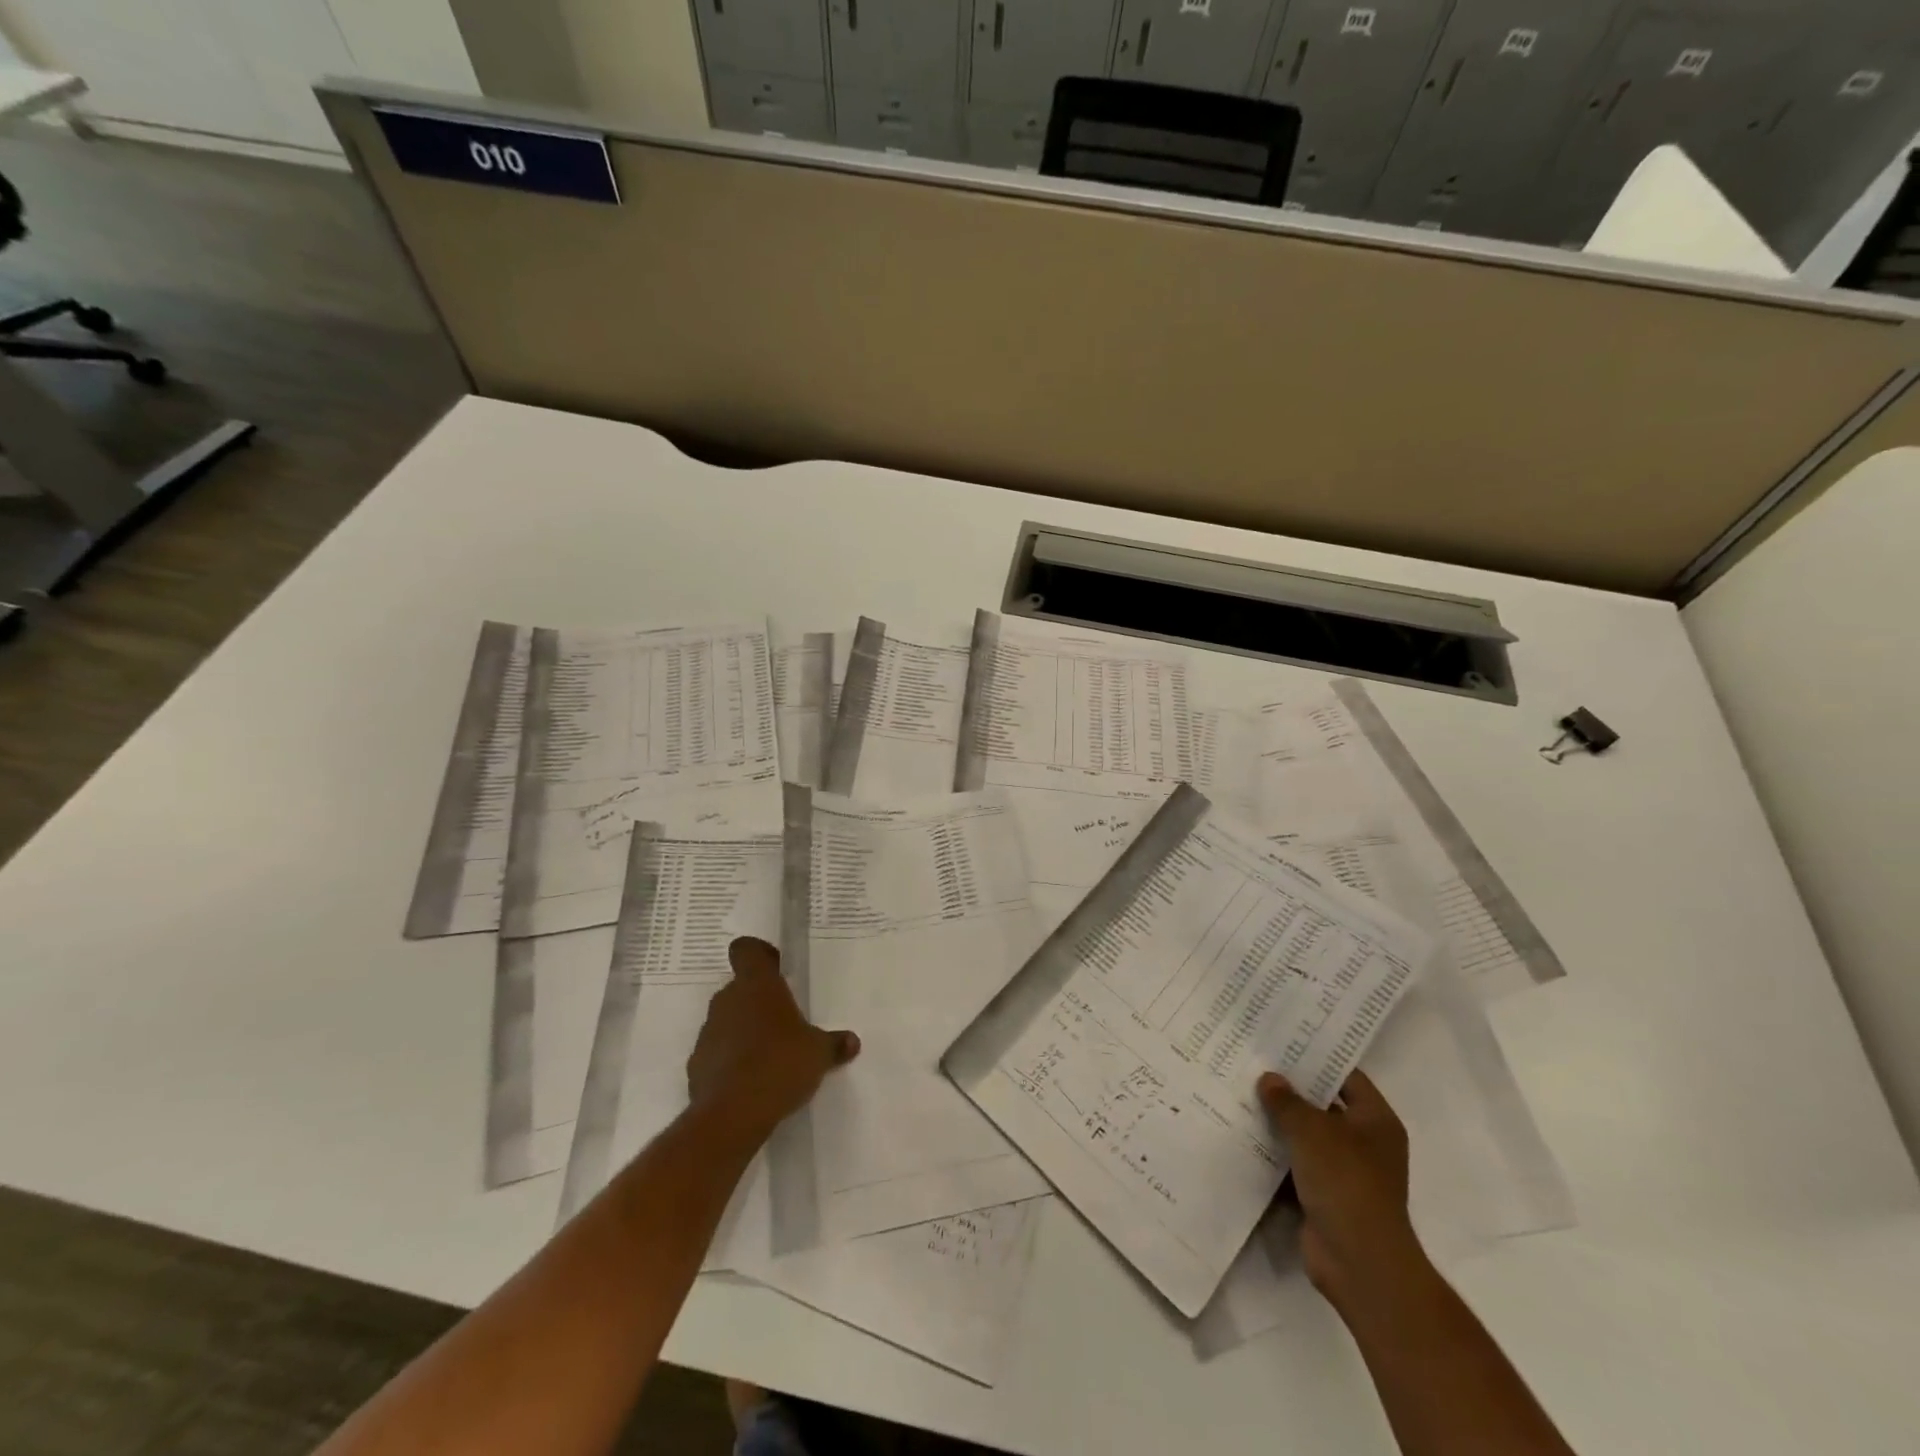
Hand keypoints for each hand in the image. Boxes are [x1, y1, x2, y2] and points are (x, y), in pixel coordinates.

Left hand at [687, 937, 859, 1148]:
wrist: (731, 1115)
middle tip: (784, 1019)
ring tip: (770, 1053)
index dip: (759, 954)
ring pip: (727, 1019)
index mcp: (757, 985)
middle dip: (759, 1000)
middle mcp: (728, 1000)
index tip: (777, 969)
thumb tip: (852, 1042)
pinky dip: (730, 1060)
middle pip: (740, 987)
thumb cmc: (780, 1064)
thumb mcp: (818, 1053)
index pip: (746, 950)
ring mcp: (708, 1032)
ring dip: (744, 1030)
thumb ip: (834, 1044)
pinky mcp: (696, 1064)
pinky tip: (750, 1080)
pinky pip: (717, 1051)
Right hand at [1257, 1070, 1426, 1315]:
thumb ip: (1287, 1101)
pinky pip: (1296, 1164)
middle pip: (1324, 1105)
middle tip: (1253, 1064)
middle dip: (1290, 1089)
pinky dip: (1274, 1154)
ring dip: (1279, 1122)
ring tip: (1240, 1094)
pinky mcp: (1324, 1195)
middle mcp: (1364, 1143)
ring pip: (1306, 1135)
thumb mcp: (1312, 1131)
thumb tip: (1269, 1079)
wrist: (1359, 1262)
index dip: (1318, 1058)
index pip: (1347, 1076)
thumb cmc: (1346, 1183)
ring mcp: (1345, 1172)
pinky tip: (1243, 1136)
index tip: (1283, 1041)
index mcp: (1376, 1121)